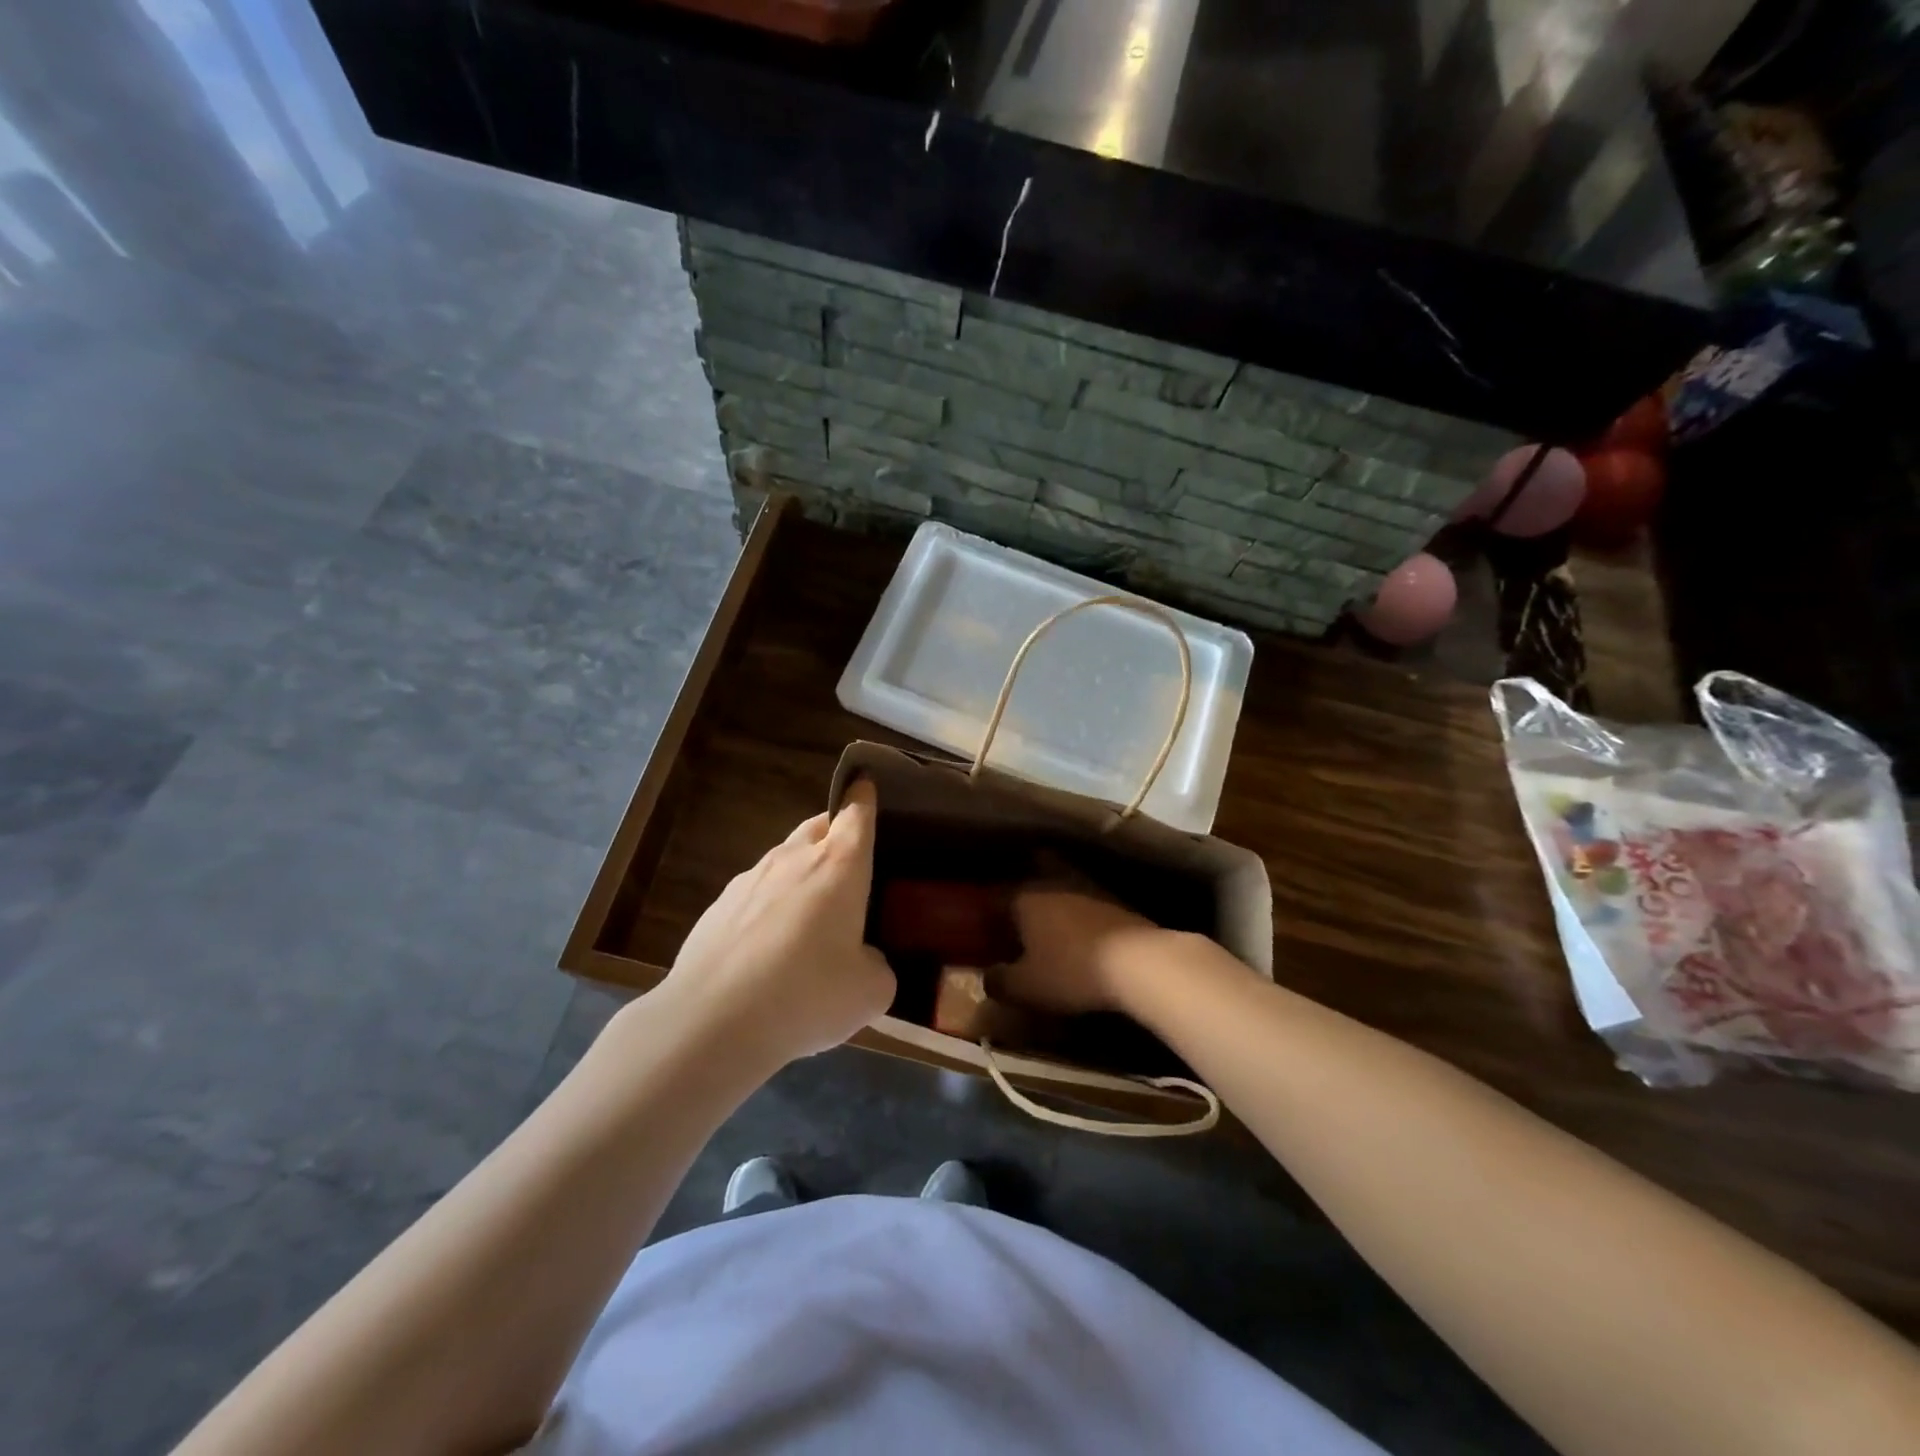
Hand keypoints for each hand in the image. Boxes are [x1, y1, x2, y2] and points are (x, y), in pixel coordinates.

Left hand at [665, 779, 894, 1064]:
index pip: (857, 810)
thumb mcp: (870, 991)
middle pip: (819, 826)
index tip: (869, 788)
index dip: (865, 796)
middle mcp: (794, 858)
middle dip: (836, 833)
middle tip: (852, 864)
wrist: (711, 1021)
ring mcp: (750, 879)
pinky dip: (770, 908)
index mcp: (839, 864)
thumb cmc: (807, 994)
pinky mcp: (718, 906)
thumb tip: (864, 960)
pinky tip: (769, 951)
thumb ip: (878, 966)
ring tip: (811, 919)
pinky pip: (756, 894)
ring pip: (785, 859)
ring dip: (802, 874)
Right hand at [994, 883, 1166, 1016]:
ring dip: (1055, 908)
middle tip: (1017, 924)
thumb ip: (999, 982)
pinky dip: (1080, 919)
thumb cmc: (1071, 971)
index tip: (984, 931)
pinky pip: (1086, 906)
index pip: (997, 898)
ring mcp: (1088, 891)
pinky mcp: (1116, 903)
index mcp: (1025, 898)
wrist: (1138, 962)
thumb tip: (987, 978)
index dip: (988, 915)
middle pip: (1031, 886)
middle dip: (1023, 901)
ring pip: (1061, 892)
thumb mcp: (1026, 987)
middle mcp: (1053, 885)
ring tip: (1051, 933)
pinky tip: (1082, 938)